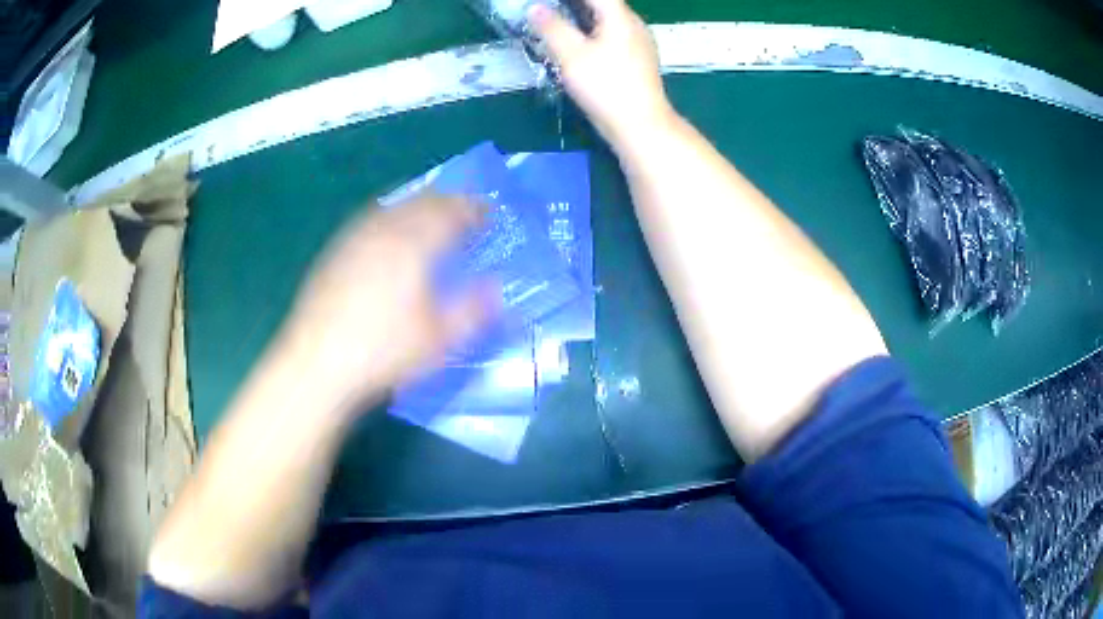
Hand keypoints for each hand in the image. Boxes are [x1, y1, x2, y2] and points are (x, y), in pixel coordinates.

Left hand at [278, 193, 493, 417]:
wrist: (318, 363)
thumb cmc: (383, 352)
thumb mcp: (439, 339)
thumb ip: (474, 310)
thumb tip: (498, 288)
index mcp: (413, 245)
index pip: (451, 213)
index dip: (474, 209)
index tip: (490, 212)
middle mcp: (384, 231)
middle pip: (422, 202)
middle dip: (448, 201)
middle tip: (466, 210)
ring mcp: (355, 238)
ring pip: (394, 206)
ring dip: (419, 204)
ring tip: (432, 214)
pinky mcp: (335, 251)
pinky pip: (371, 219)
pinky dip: (392, 216)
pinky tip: (389, 233)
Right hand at [529, 0, 673, 146]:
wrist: (641, 125)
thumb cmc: (606, 86)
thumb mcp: (571, 55)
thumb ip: (552, 28)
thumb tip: (535, 8)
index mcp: (619, 17)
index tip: (548, 2)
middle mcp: (634, 24)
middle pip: (605, 4)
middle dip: (578, 4)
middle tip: (550, 8)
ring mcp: (639, 43)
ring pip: (609, 20)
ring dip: (585, 16)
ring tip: (559, 20)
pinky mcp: (638, 61)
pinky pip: (613, 35)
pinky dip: (594, 32)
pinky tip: (580, 43)